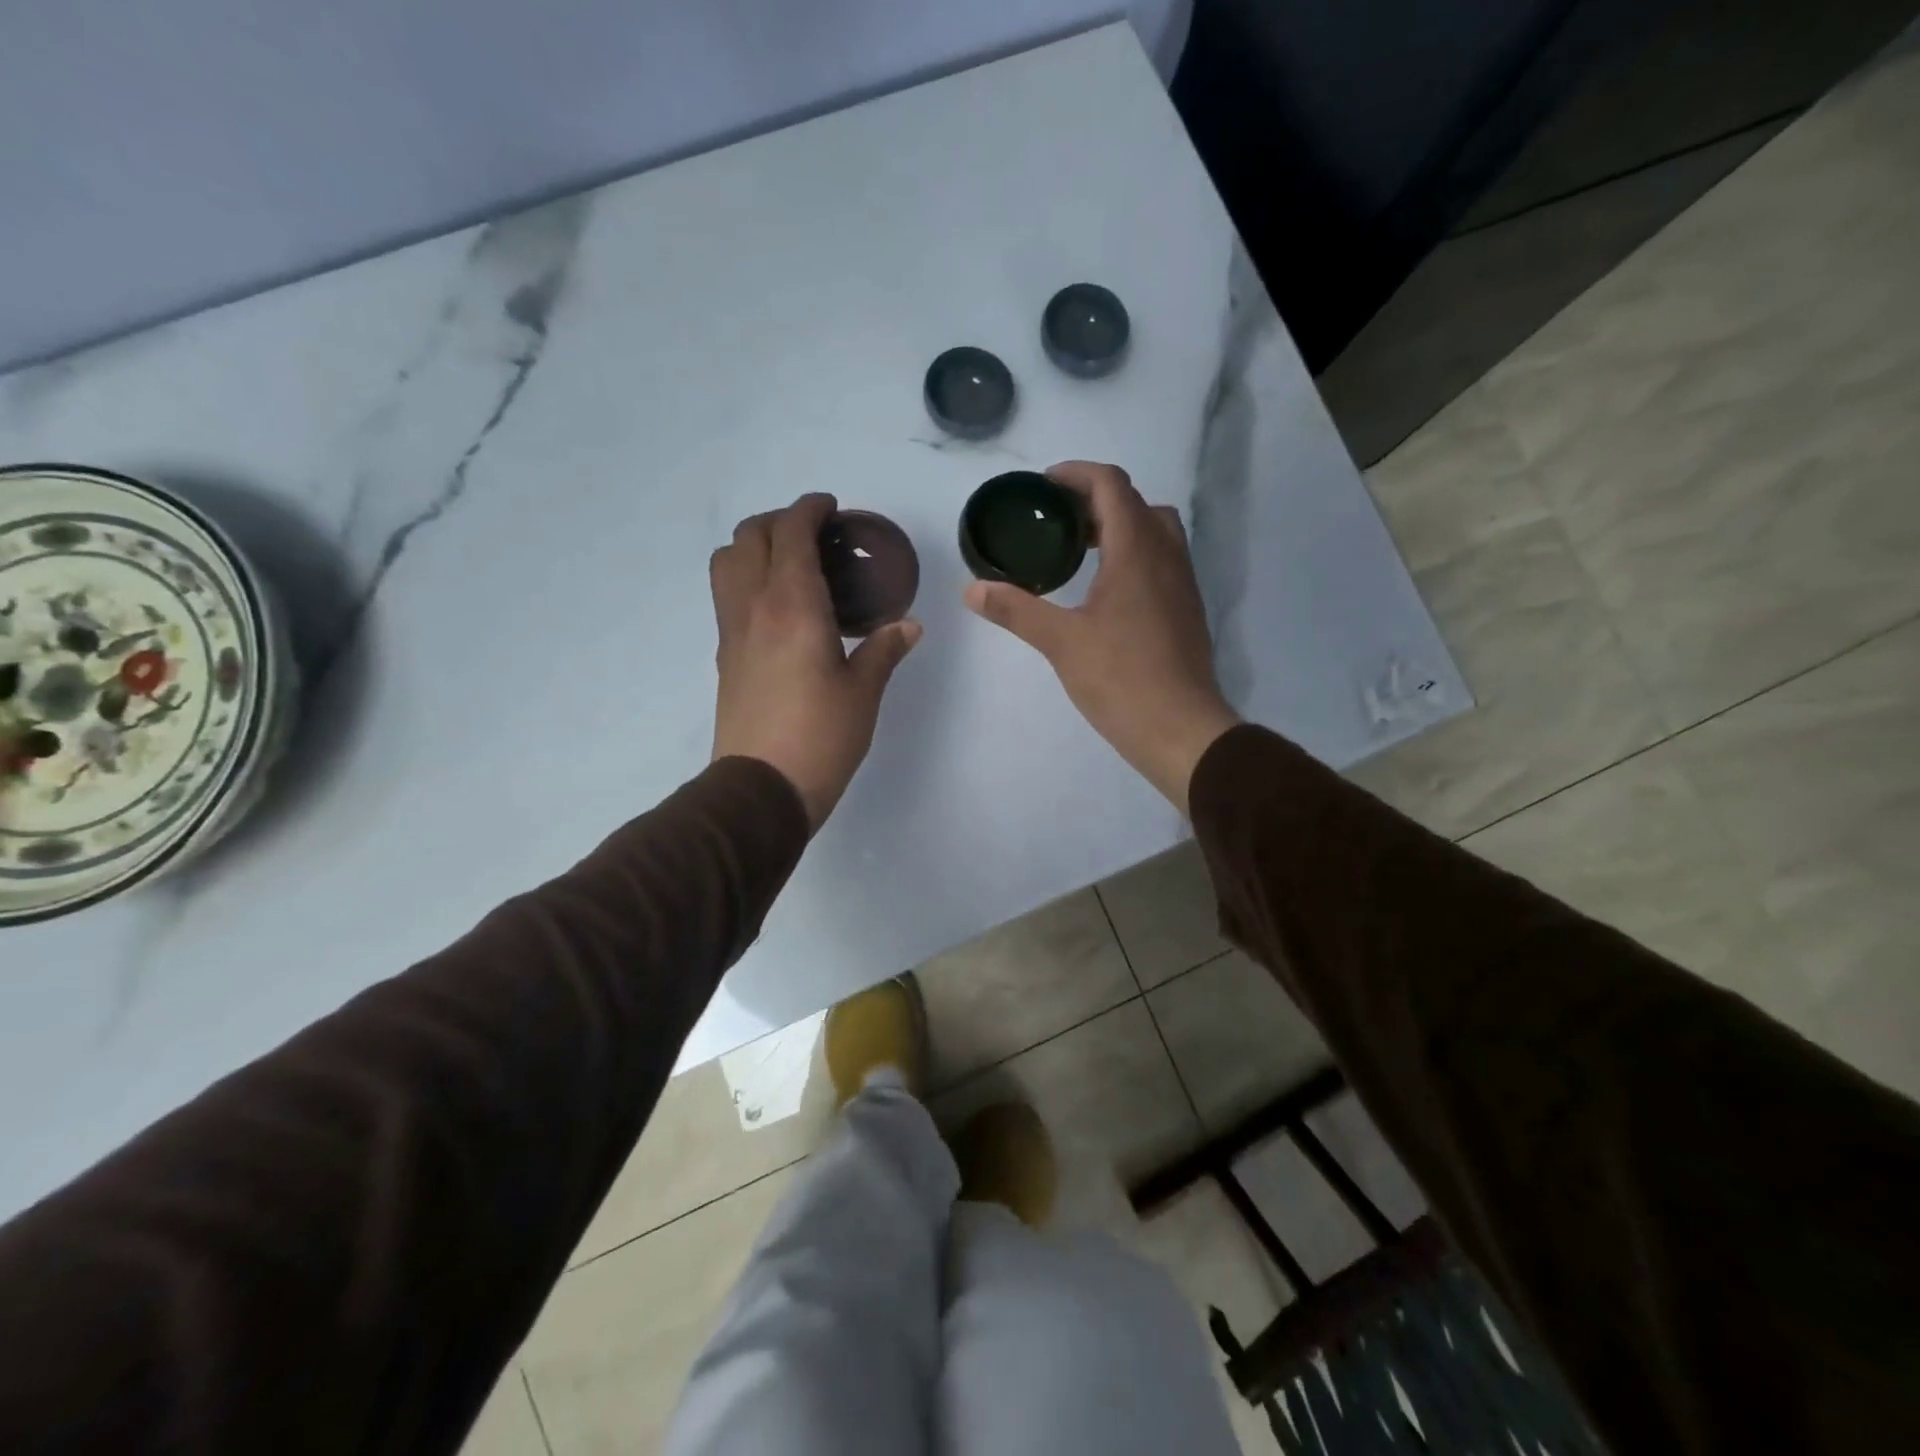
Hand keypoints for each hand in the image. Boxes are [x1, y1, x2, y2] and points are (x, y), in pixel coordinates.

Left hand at [711, 493, 921, 828]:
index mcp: (793, 604)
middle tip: (814, 534)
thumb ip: (884, 650)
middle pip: (750, 536)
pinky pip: (727, 595)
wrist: (763, 787)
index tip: (831, 508)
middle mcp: (754, 606)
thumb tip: (909, 627)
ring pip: (726, 561)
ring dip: (753, 546)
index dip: (809, 509)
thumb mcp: (863, 692)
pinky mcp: (725, 656)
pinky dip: (746, 578)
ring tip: (788, 563)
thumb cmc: (821, 736)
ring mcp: (732, 630)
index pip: (791, 532)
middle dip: (780, 520)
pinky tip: (778, 607)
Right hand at [962, 461, 1238, 814]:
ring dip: (1119, 527)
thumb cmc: (1121, 679)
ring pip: (1155, 532)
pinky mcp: (1186, 610)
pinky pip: (1161, 561)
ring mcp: (1183, 584)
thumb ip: (1016, 610)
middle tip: (1057, 521)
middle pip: (1136, 503)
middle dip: (1096, 500)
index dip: (1077, 474)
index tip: (1044, 485)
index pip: (1111, 485)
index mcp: (1136, 550)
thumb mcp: (1061, 642)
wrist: (1181, 729)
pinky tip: (1104, 591)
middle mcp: (1166, 556)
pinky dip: (1133, 555)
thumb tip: (971, 589)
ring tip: (1079, 552)